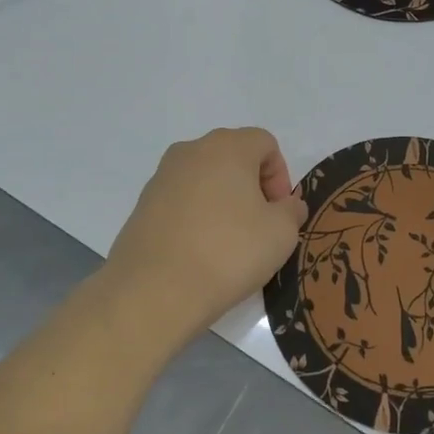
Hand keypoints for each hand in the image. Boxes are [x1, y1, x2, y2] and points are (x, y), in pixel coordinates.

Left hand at [104, 127, 307, 342]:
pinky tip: (200, 251)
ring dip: (223, 201)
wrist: (155, 290)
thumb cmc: (229, 252)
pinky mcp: (142, 205)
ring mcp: (161, 177)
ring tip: (229, 243)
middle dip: (252, 187)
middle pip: (233, 157)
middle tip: (259, 227)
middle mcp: (190, 151)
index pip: (265, 143)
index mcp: (226, 147)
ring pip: (205, 179)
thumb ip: (292, 211)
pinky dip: (197, 217)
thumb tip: (286, 205)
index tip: (279, 213)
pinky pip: (181, 201)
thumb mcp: (281, 234)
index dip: (280, 176)